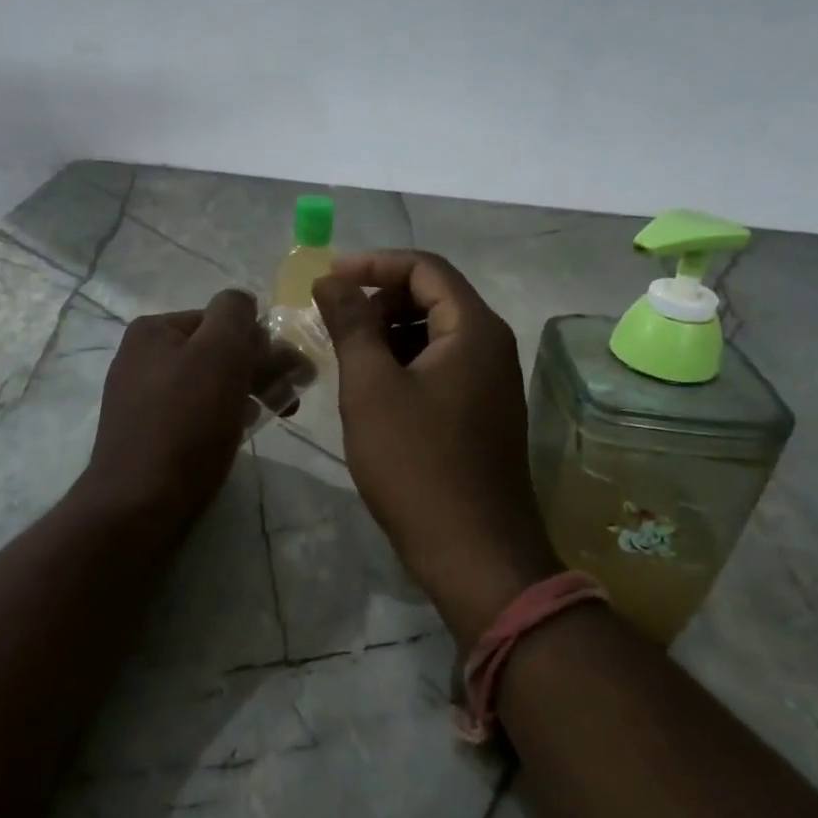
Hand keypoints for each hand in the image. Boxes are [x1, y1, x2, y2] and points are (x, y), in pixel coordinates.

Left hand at [81, 290, 268, 532]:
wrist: (139, 504)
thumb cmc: (186, 423)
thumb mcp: (220, 353)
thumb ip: (235, 314)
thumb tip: (242, 302)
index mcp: (153, 330)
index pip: (221, 318)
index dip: (259, 341)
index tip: (290, 371)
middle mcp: (140, 356)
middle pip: (214, 350)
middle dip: (258, 368)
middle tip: (292, 396)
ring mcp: (140, 396)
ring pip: (207, 382)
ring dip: (245, 391)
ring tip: (274, 413)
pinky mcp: (146, 432)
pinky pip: (193, 411)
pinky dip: (221, 415)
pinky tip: (240, 431)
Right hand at [314, 252, 554, 643]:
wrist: (474, 554)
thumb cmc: (416, 464)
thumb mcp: (371, 388)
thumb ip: (351, 324)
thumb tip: (330, 280)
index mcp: (473, 329)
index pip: (425, 268)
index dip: (373, 264)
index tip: (327, 279)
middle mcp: (490, 346)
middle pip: (432, 296)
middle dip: (378, 298)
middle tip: (330, 319)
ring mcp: (489, 382)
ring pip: (433, 334)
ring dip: (387, 332)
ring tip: (343, 352)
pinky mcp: (480, 412)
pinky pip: (438, 366)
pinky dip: (402, 362)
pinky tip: (369, 387)